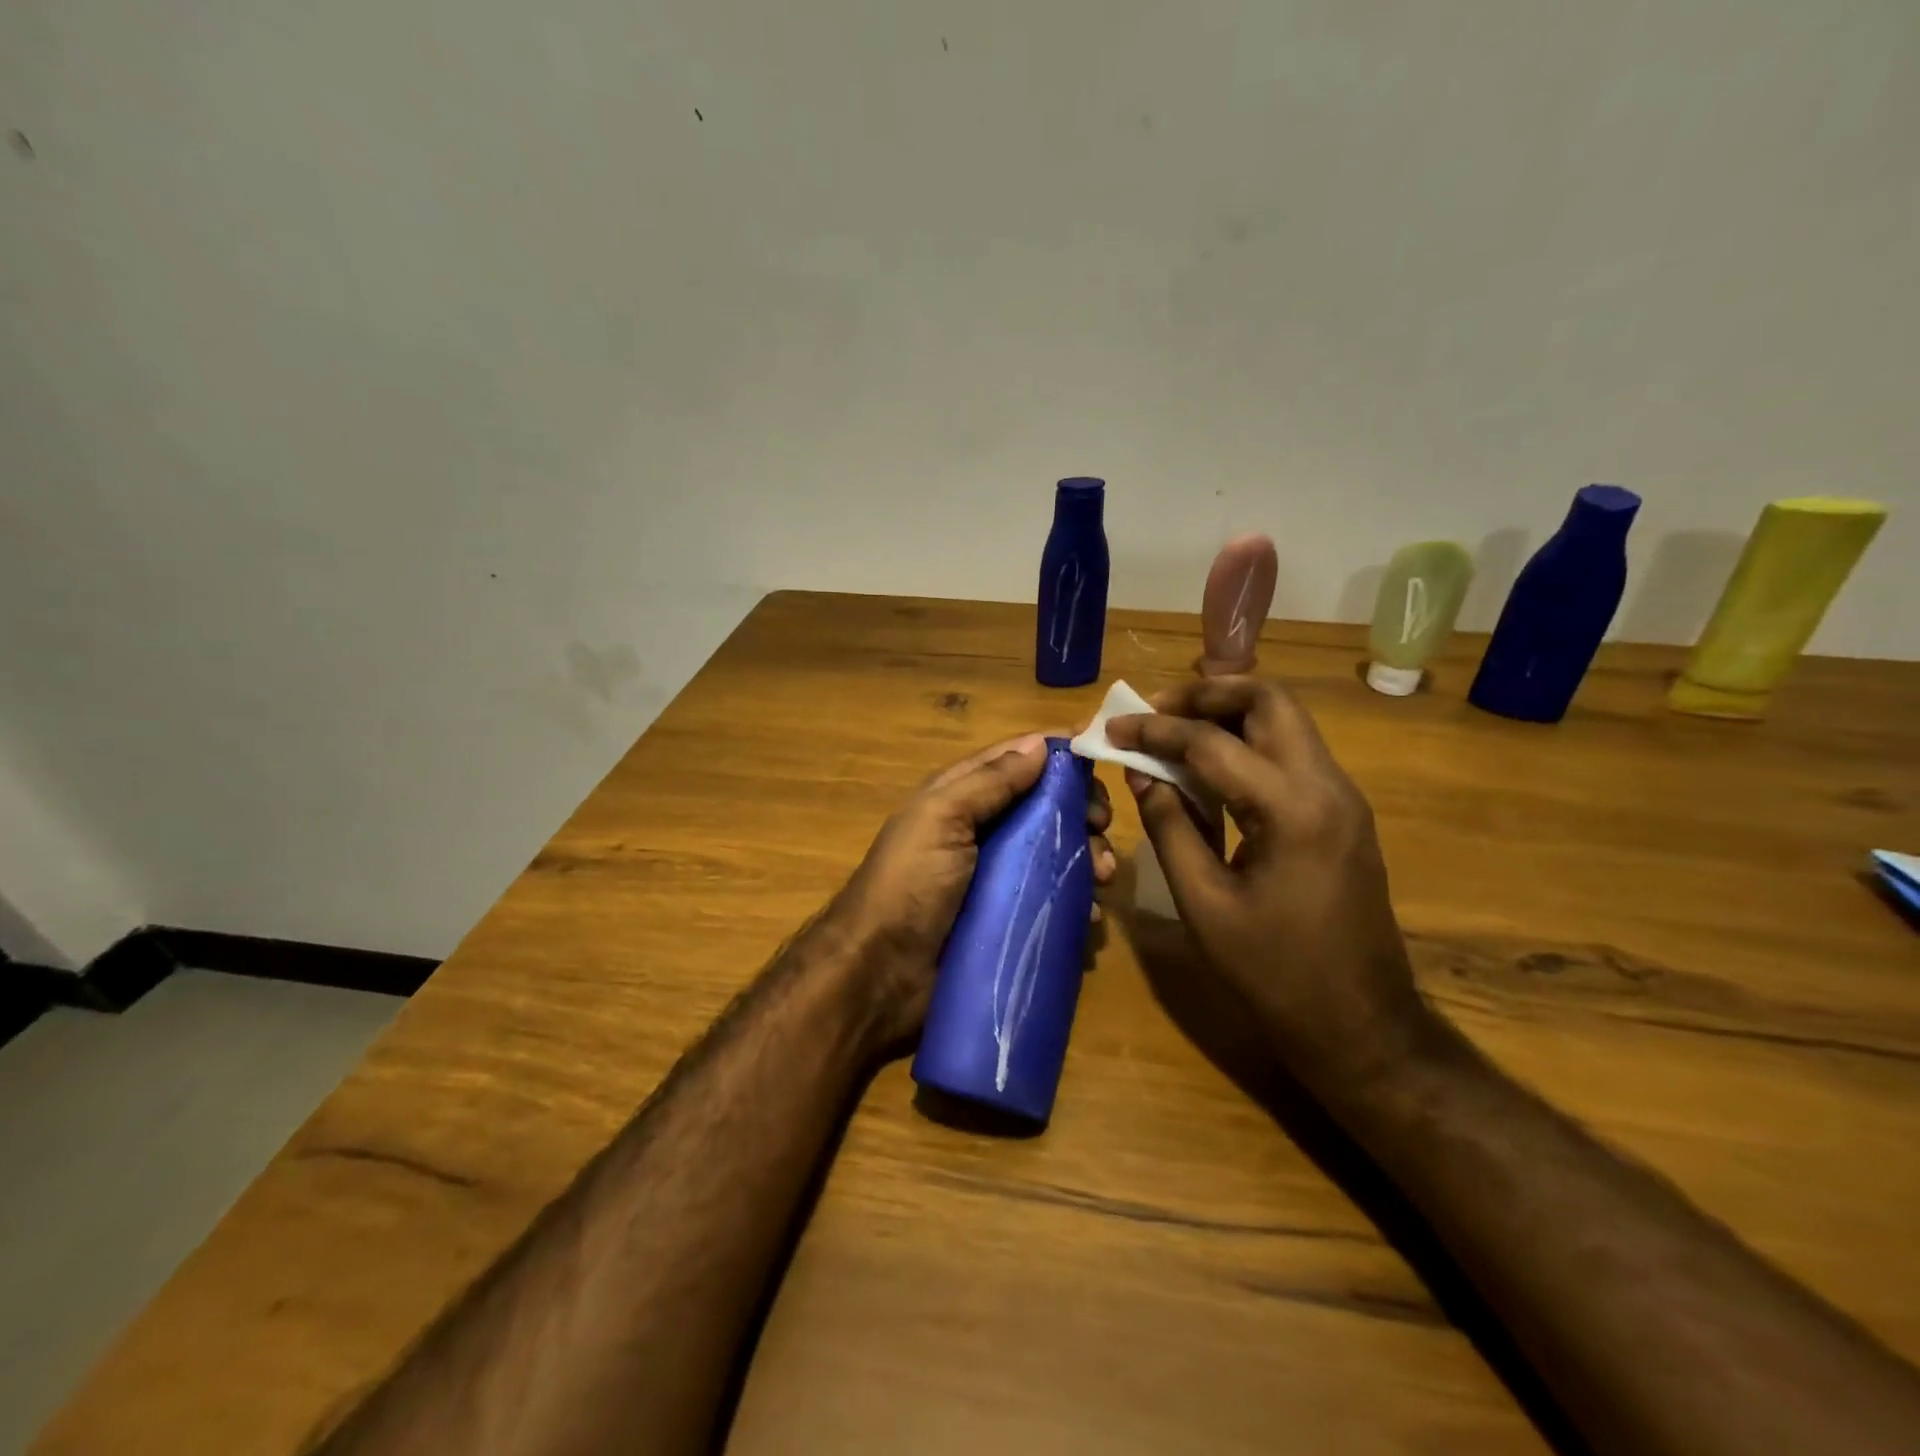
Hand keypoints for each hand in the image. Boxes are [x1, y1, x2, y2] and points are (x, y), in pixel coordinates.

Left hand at [829, 733, 1115, 1049]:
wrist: (880, 976)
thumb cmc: (909, 886)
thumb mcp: (940, 819)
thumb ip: (989, 781)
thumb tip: (1042, 744)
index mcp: (961, 798)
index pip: (1017, 761)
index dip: (1058, 756)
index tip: (1100, 758)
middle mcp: (984, 831)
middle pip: (1045, 806)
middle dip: (1080, 810)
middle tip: (1102, 825)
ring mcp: (1000, 878)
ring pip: (1057, 853)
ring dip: (1087, 856)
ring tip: (1103, 876)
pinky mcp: (1011, 919)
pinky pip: (1054, 900)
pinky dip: (1077, 900)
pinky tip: (1091, 912)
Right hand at [1106, 677, 1430, 1098]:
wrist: (1361, 1025)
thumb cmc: (1274, 974)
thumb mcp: (1204, 904)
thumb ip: (1170, 828)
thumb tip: (1141, 775)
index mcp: (1292, 810)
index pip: (1212, 743)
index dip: (1155, 730)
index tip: (1112, 727)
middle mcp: (1327, 786)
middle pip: (1269, 700)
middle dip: (1206, 694)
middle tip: (1155, 711)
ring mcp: (1342, 797)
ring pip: (1285, 720)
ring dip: (1228, 712)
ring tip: (1174, 730)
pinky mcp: (1342, 813)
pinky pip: (1292, 753)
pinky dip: (1248, 742)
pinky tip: (1210, 769)